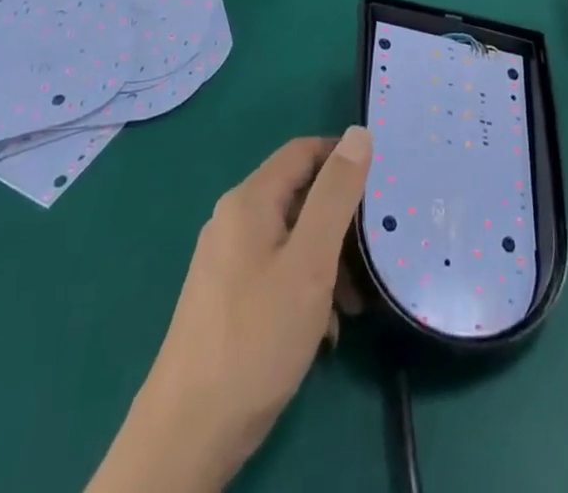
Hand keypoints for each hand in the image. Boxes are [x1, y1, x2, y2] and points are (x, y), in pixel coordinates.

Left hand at [91, 129, 372, 492]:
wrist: (187, 436)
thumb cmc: (256, 338)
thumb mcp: (310, 261)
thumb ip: (336, 194)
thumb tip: (358, 132)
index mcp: (249, 200)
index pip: (305, 151)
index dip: (344, 160)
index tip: (380, 190)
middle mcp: (233, 220)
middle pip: (299, 195)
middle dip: (340, 221)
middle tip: (373, 256)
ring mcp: (225, 261)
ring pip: (292, 238)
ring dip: (327, 261)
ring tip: (353, 306)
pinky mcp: (225, 298)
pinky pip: (276, 271)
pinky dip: (305, 288)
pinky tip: (323, 330)